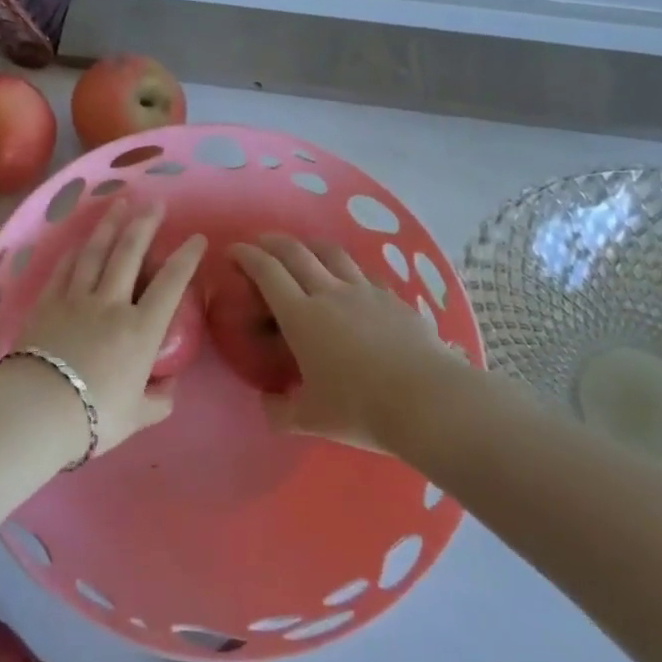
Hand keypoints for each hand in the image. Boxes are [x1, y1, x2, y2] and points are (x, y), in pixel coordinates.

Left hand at [14, 202, 206, 457]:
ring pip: (96, 253)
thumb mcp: (137, 417)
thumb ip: (158, 401)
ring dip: (109, 226)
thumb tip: (169, 389)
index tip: (197, 238)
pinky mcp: (47, 304)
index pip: (170, 285)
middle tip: (155, 203)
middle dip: (145, 225)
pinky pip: (64, 270)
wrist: (37, 409)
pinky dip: (74, 252)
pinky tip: (80, 242)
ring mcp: (76, 300)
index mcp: (140, 331)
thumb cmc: (94, 416)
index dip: (186, 258)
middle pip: (129, 254)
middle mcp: (111, 305)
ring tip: (119, 203)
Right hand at [232, 234, 472, 451]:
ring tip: (303, 249)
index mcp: (301, 317)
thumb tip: (266, 405)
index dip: (247, 255)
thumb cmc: (360, 409)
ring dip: (310, 245)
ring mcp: (365, 291)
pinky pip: (363, 272)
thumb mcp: (311, 420)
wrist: (427, 401)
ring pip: (332, 253)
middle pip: (296, 252)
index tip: (234, 250)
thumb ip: (281, 411)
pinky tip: (349, 279)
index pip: (267, 272)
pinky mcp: (393, 298)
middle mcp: (330, 293)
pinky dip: (346, 268)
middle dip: (272, 242)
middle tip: (260, 243)